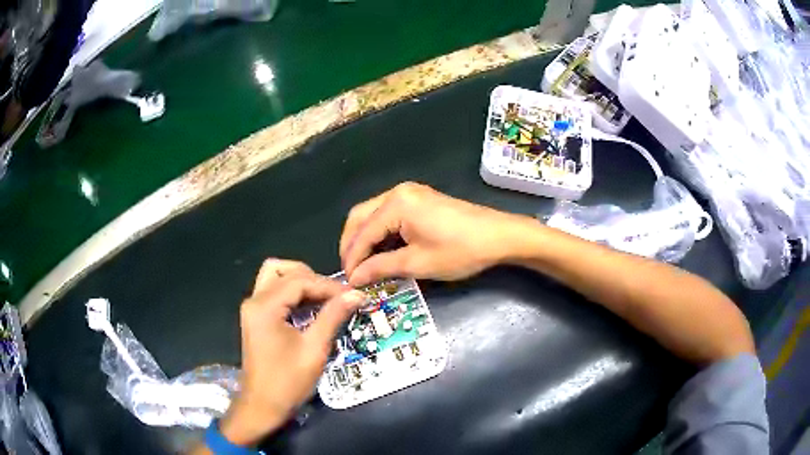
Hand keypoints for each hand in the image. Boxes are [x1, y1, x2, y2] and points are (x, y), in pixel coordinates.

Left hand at [219, 260, 365, 445]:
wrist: (262, 407)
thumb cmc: (288, 382)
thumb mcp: (314, 349)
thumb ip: (333, 316)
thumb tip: (356, 294)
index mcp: (265, 307)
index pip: (300, 280)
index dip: (328, 285)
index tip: (352, 295)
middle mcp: (254, 301)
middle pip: (283, 270)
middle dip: (312, 278)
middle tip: (335, 296)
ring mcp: (252, 309)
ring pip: (276, 278)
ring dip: (301, 284)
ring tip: (325, 300)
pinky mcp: (255, 318)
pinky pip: (274, 293)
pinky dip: (293, 295)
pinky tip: (311, 309)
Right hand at [340, 182, 531, 285]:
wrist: (499, 237)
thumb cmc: (460, 251)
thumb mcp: (417, 263)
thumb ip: (381, 268)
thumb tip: (354, 277)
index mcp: (395, 204)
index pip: (362, 233)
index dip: (352, 259)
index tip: (348, 282)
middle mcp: (397, 192)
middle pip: (361, 217)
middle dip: (352, 244)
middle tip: (352, 271)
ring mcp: (410, 193)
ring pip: (373, 215)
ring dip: (366, 238)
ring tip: (364, 265)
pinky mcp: (420, 199)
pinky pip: (389, 214)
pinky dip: (381, 233)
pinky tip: (382, 251)